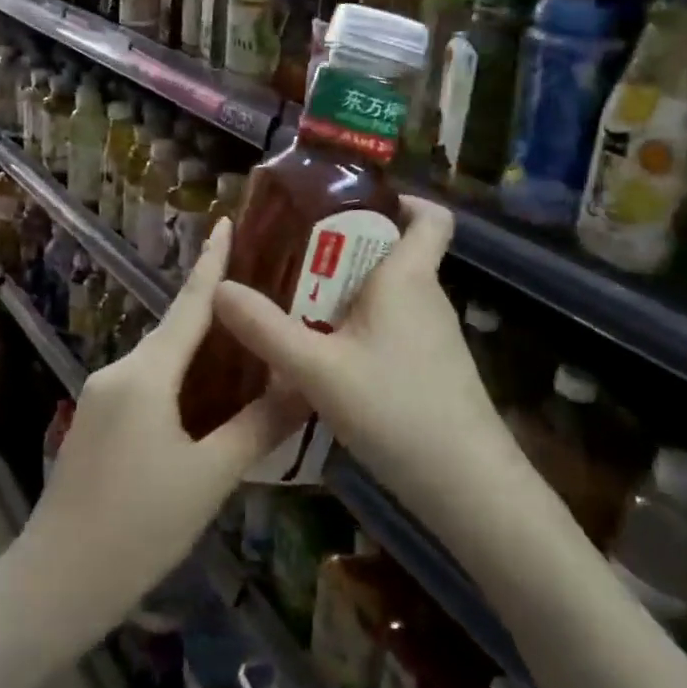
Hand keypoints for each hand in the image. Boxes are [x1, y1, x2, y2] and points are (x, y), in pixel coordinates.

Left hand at [5, 219, 305, 658]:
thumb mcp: (209, 477)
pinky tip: (205, 401)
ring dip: (199, 354)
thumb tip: (302, 386)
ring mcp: (100, 395)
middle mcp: (119, 370)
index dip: (210, 263)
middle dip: (215, 313)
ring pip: (161, 361)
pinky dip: (178, 380)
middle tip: (262, 300)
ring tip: (245, 352)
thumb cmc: (138, 526)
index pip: (188, 305)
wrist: (55, 581)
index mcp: (147, 373)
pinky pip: (145, 384)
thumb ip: (257, 426)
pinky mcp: (94, 420)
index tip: (223, 223)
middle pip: (175, 331)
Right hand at [211, 196, 511, 515]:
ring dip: (347, 293)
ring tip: (295, 306)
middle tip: (292, 259)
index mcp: (407, 277)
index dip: (402, 200)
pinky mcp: (431, 368)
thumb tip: (218, 288)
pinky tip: (325, 359)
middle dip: (345, 249)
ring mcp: (432, 335)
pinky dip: (359, 327)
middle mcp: (425, 296)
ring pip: (388, 294)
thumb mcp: (317, 369)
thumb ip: (265, 329)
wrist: (467, 487)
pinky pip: (391, 327)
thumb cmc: (397, 409)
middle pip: (393, 252)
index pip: (431, 216)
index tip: (353, 205)